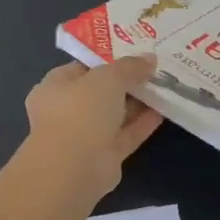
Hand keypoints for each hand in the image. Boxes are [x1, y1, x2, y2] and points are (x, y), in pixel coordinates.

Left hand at [22, 57, 163, 199]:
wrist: (74, 167)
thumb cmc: (81, 111)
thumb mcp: (108, 77)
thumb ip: (129, 67)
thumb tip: (150, 59)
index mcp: (55, 86)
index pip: (82, 67)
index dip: (107, 59)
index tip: (134, 52)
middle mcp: (66, 111)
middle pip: (100, 92)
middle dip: (126, 82)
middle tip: (154, 68)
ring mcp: (84, 136)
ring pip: (114, 115)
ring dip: (137, 103)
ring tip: (164, 87)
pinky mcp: (103, 157)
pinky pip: (125, 135)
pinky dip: (142, 124)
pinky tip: (164, 110)